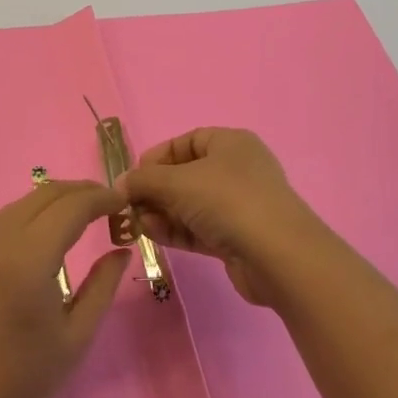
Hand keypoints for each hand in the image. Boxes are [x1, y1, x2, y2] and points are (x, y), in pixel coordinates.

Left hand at [0, 180, 130, 397]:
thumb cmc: (23, 384)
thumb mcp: (76, 336)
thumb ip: (102, 285)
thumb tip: (121, 249)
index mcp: (28, 259)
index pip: (71, 206)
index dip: (101, 198)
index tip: (125, 203)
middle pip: (46, 195)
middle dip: (81, 192)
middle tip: (110, 205)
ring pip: (23, 203)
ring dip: (56, 201)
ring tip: (85, 215)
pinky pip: (4, 221)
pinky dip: (32, 215)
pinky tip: (48, 234)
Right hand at [120, 128, 343, 308]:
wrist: (277, 256)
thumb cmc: (227, 201)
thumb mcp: (177, 182)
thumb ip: (144, 180)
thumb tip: (119, 184)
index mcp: (230, 144)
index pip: (186, 142)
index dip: (156, 156)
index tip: (132, 176)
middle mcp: (236, 170)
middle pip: (185, 174)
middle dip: (154, 190)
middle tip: (128, 206)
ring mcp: (238, 206)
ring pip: (189, 204)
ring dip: (161, 212)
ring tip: (137, 223)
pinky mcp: (236, 238)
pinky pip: (197, 228)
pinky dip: (175, 230)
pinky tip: (153, 234)